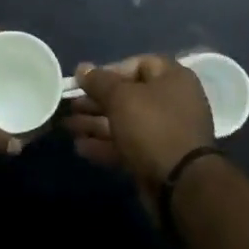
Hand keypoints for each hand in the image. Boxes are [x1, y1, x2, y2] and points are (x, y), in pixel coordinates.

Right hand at [64, 55, 215, 200]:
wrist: (180, 184)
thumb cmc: (152, 127)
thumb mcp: (121, 98)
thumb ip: (99, 82)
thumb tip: (83, 68)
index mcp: (173, 79)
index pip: (139, 64)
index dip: (111, 70)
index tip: (88, 82)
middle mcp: (172, 102)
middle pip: (128, 95)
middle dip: (96, 101)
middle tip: (71, 106)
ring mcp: (165, 132)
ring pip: (125, 122)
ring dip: (95, 124)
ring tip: (68, 127)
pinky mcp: (157, 158)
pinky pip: (128, 145)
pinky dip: (105, 145)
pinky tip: (80, 147)